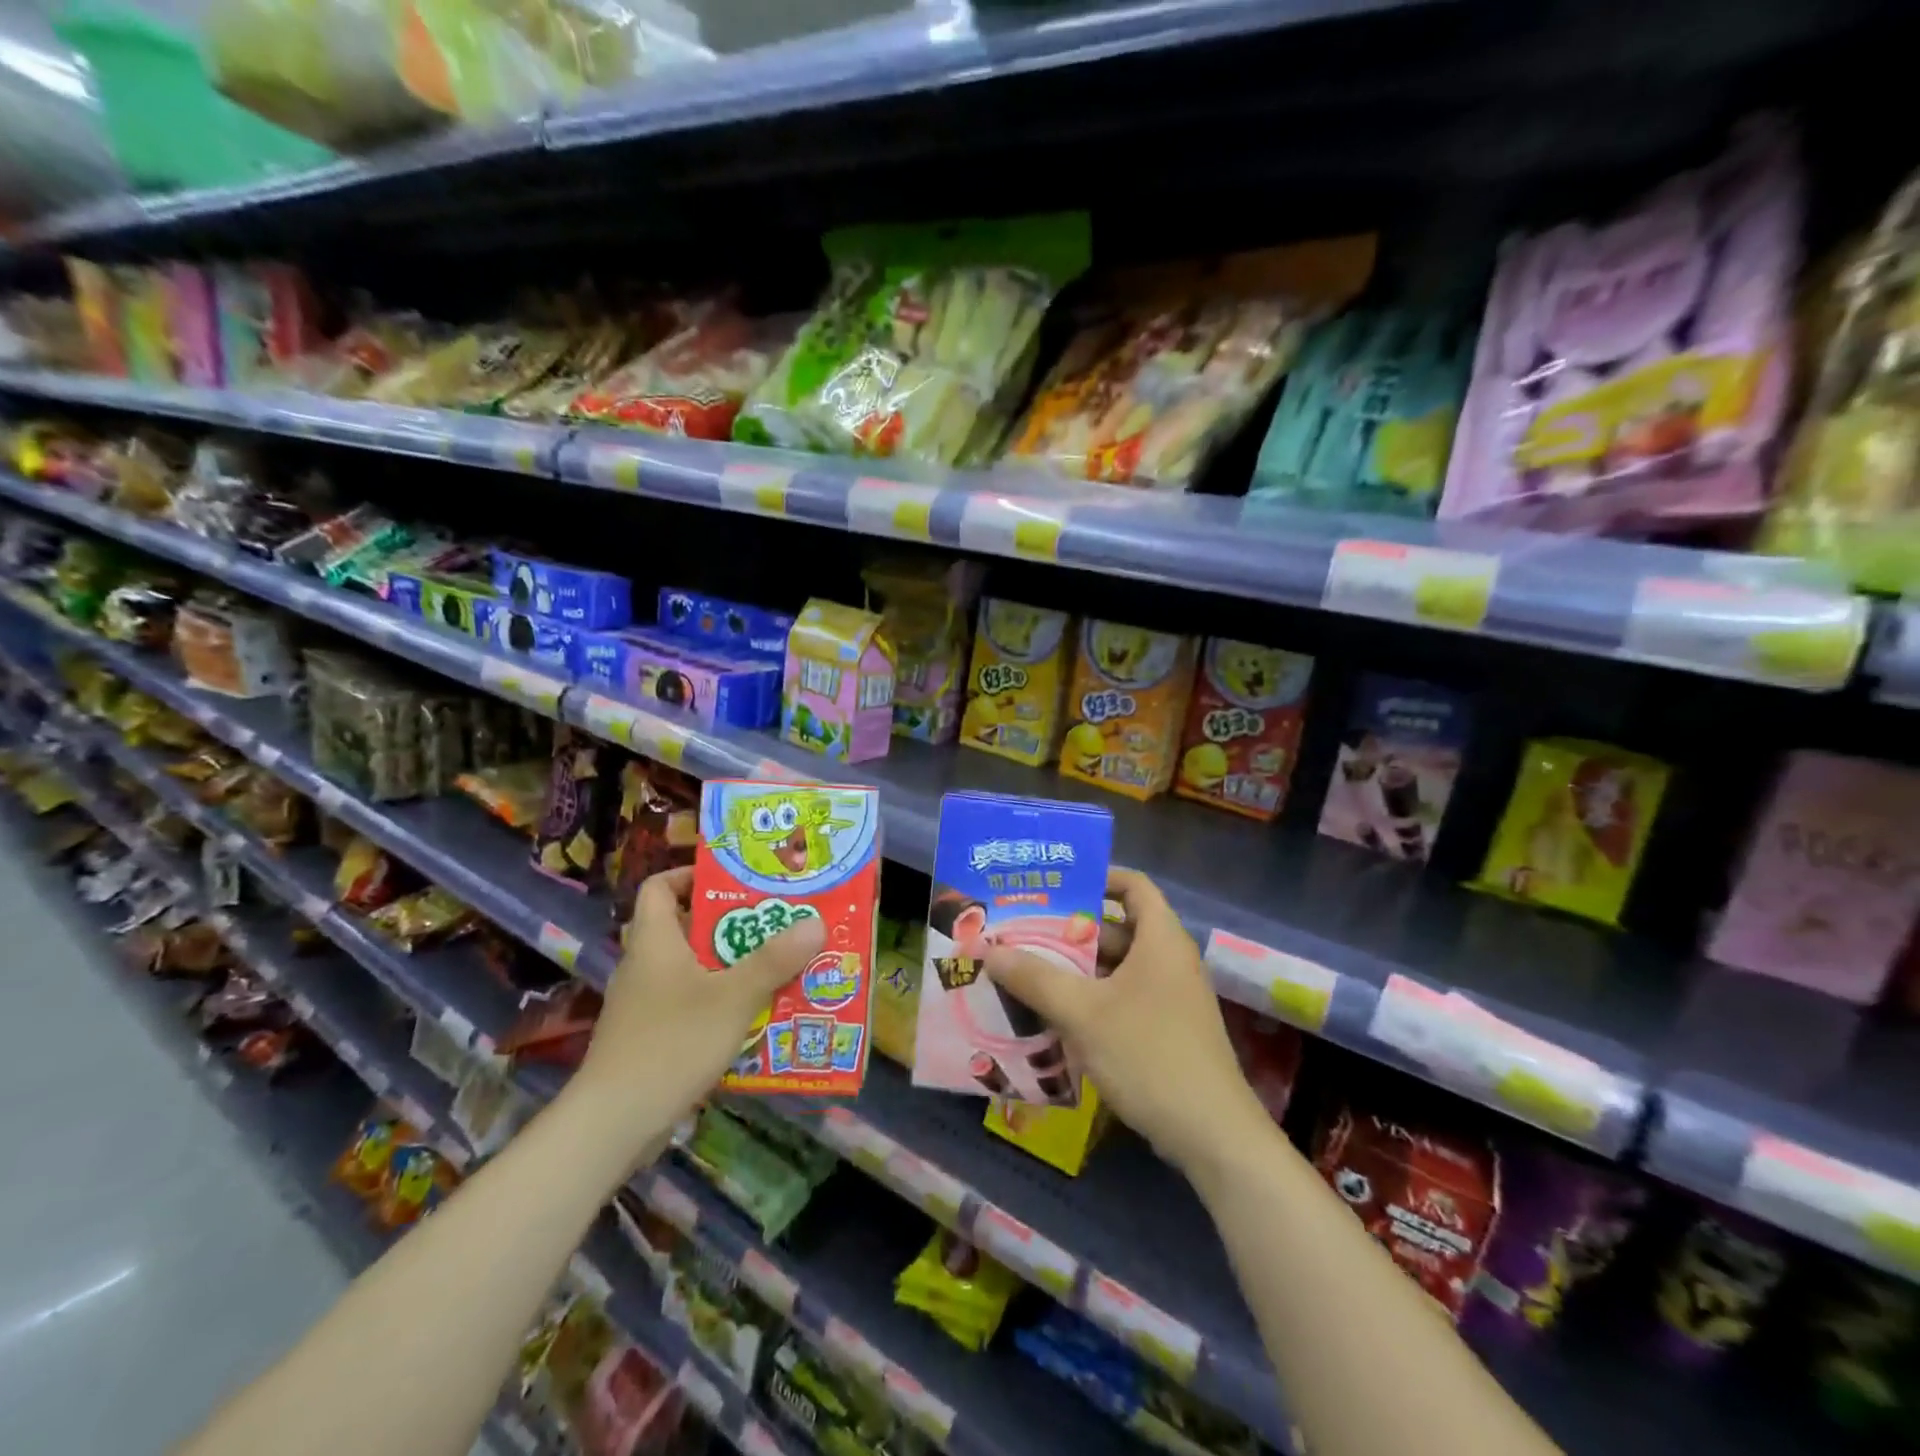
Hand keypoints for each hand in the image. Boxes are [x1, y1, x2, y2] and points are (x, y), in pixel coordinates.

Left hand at [574, 866, 823, 1144]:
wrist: (613, 1124)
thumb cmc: (671, 1043)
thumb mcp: (733, 997)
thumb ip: (774, 960)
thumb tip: (816, 921)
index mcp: (654, 940)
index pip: (660, 886)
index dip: (692, 875)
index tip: (734, 880)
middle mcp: (645, 965)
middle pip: (685, 926)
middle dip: (732, 922)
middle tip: (775, 920)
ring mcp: (645, 1003)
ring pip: (693, 967)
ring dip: (732, 963)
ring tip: (777, 962)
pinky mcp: (651, 1036)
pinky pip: (691, 1001)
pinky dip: (721, 999)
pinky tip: (755, 1012)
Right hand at [985, 868, 1266, 1173]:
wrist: (1212, 1135)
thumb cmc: (1149, 1055)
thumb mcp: (1084, 1013)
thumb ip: (1035, 978)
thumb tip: (990, 950)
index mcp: (1160, 939)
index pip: (1133, 885)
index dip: (1098, 878)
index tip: (1056, 887)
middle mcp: (1169, 960)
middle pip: (1118, 928)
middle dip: (1071, 930)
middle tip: (1024, 932)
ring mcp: (1171, 998)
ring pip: (1117, 968)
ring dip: (1077, 969)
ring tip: (1028, 972)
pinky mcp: (1167, 1030)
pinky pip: (1123, 999)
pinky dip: (1091, 999)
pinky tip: (1055, 1016)